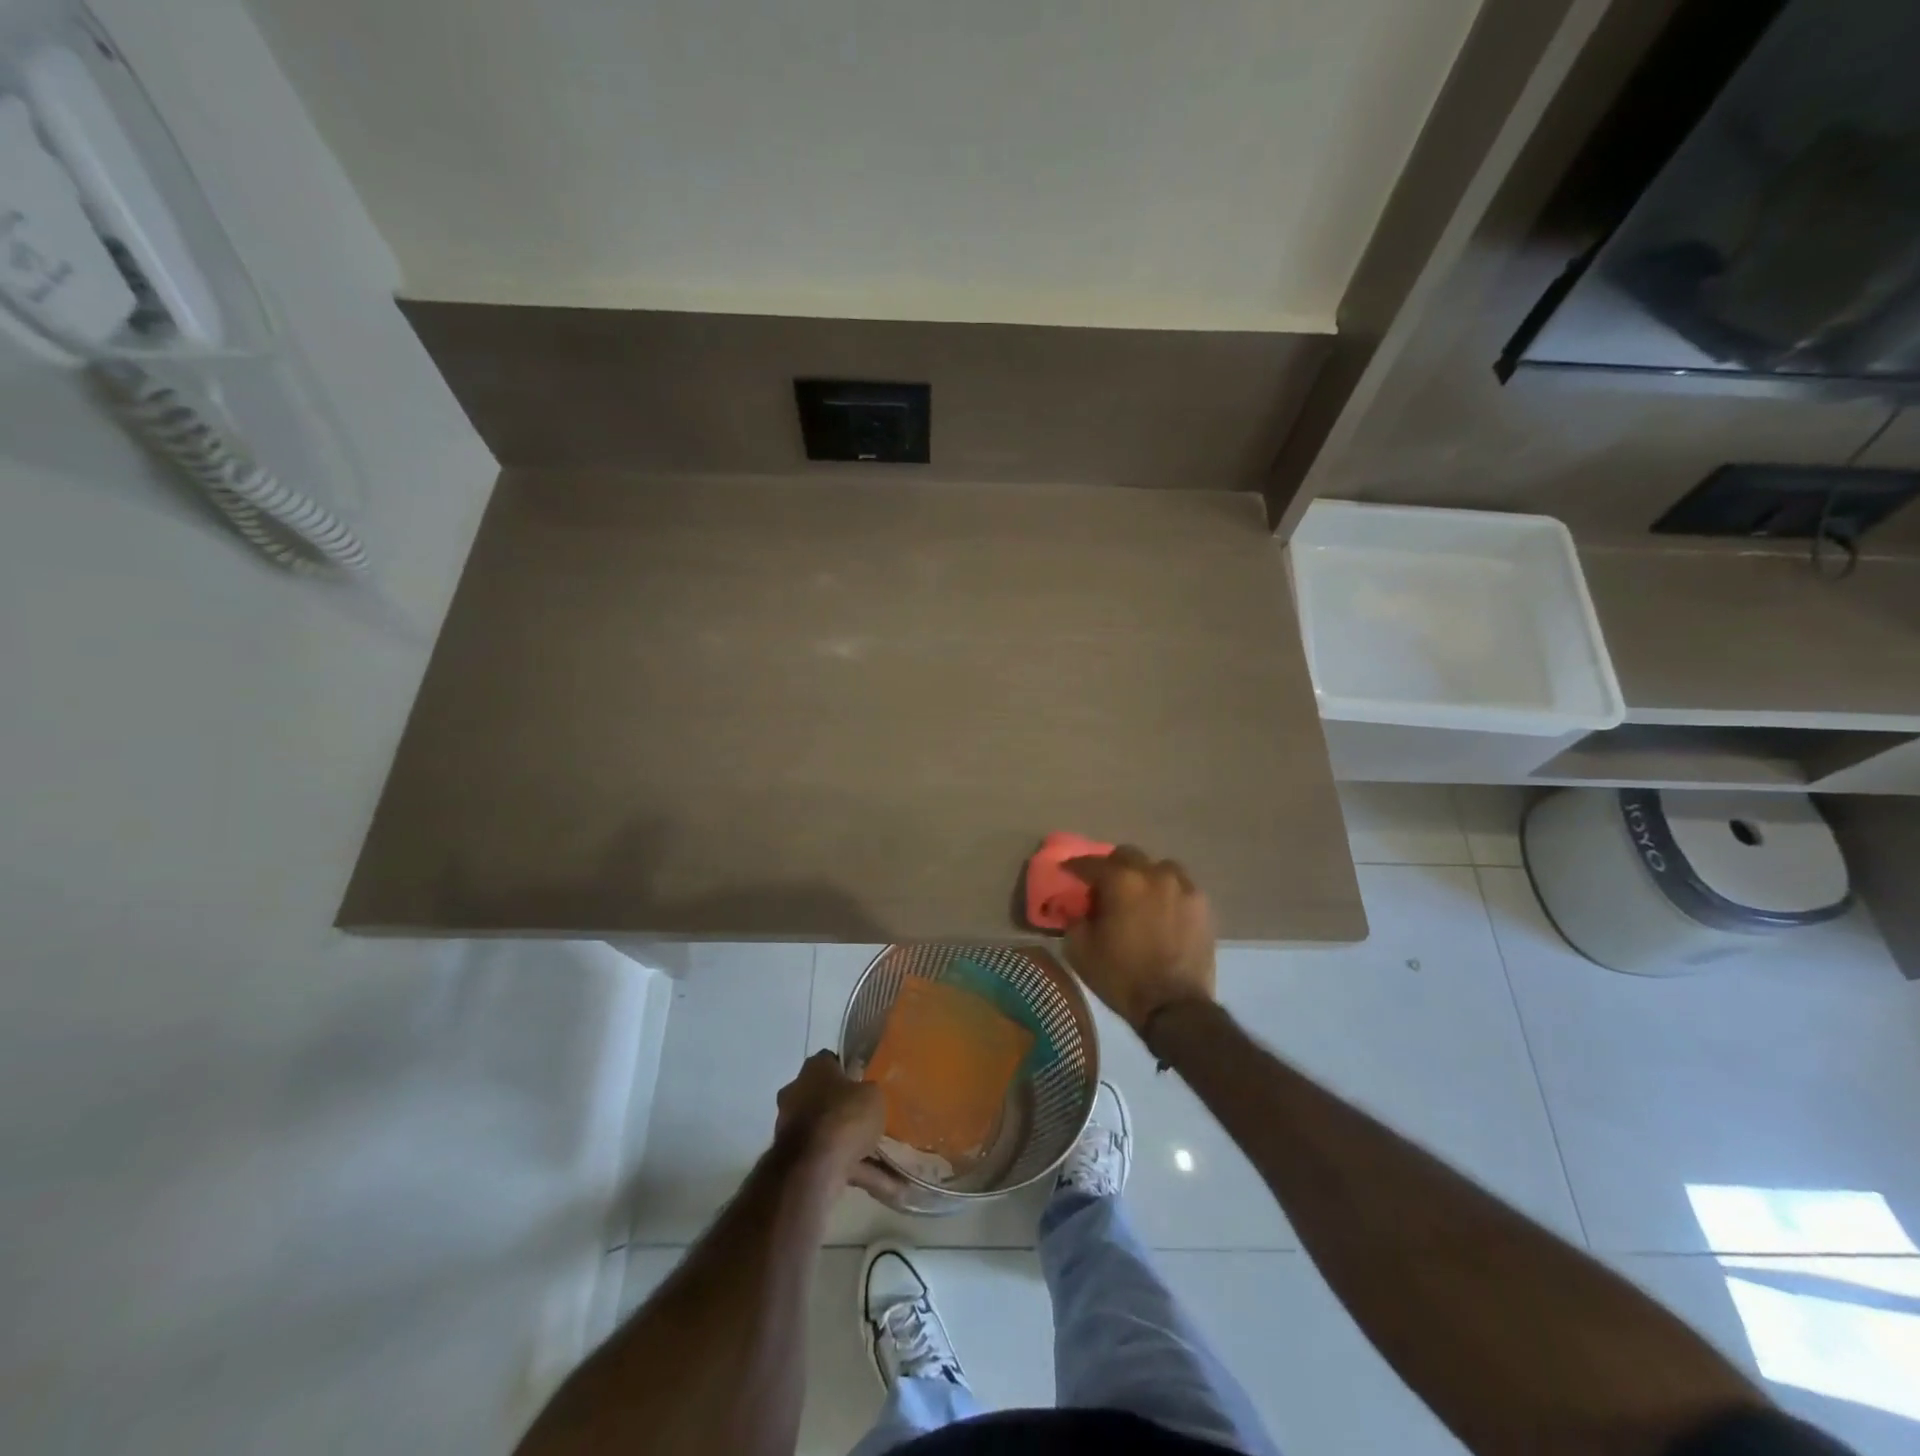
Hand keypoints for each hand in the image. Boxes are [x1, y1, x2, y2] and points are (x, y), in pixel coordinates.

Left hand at [774, 1050, 906, 1199]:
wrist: (813, 1167)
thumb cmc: (844, 1116)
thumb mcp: (872, 1095)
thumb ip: (869, 1092)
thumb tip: (865, 1096)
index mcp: (813, 1070)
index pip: (830, 1061)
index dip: (849, 1069)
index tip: (866, 1081)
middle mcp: (797, 1094)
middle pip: (827, 1098)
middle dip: (848, 1110)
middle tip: (874, 1118)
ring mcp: (794, 1129)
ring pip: (831, 1134)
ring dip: (857, 1147)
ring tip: (890, 1160)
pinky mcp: (798, 1161)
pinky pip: (834, 1162)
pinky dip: (858, 1172)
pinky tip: (887, 1187)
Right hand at [1063, 845, 1216, 1034]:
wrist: (1175, 1007)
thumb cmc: (1122, 977)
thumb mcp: (1080, 951)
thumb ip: (1074, 919)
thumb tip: (1077, 908)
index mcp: (1121, 881)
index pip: (1091, 863)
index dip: (1075, 866)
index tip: (1067, 871)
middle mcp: (1153, 874)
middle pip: (1127, 855)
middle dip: (1111, 866)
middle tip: (1103, 886)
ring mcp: (1182, 886)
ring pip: (1157, 866)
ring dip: (1143, 875)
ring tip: (1138, 896)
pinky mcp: (1202, 904)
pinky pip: (1179, 885)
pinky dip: (1166, 890)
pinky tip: (1161, 908)